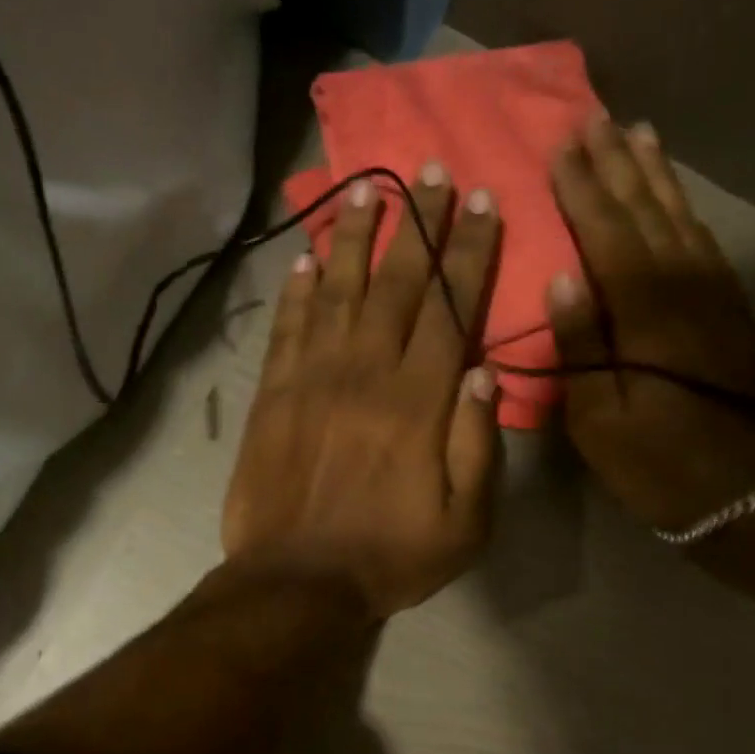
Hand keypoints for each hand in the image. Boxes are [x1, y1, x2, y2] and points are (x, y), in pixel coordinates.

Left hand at [223, 168, 501, 618]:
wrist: (296, 581)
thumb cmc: (389, 556)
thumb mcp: (464, 522)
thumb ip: (478, 445)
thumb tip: (481, 372)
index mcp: (419, 402)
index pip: (450, 308)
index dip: (468, 252)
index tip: (480, 202)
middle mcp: (366, 373)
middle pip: (398, 284)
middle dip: (420, 224)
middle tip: (432, 171)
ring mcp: (312, 379)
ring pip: (339, 292)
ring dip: (357, 238)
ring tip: (369, 189)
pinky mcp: (273, 395)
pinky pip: (288, 328)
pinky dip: (298, 290)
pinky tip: (307, 258)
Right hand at [545, 116, 754, 531]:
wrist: (753, 491)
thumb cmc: (660, 463)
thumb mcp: (599, 421)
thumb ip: (579, 347)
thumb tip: (560, 280)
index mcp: (643, 310)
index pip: (606, 232)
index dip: (582, 189)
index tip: (560, 147)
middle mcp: (682, 285)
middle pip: (645, 211)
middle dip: (617, 165)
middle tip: (595, 120)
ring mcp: (713, 294)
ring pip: (679, 217)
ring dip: (655, 175)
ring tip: (637, 135)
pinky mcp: (730, 309)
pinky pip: (702, 241)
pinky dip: (684, 209)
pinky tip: (674, 198)